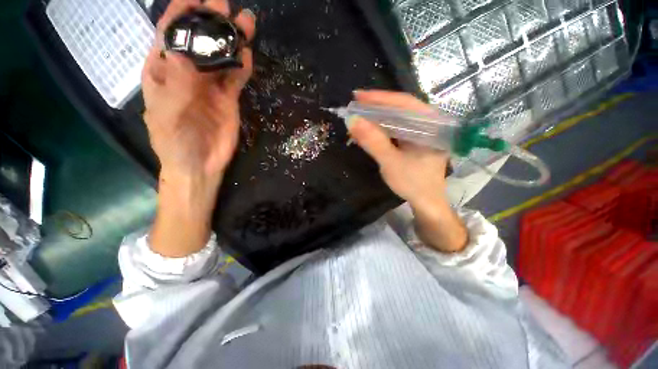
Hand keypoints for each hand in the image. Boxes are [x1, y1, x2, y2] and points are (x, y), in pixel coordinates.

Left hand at [143, 0, 255, 256]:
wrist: (199, 164)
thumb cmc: (175, 142)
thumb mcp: (169, 114)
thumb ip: (177, 84)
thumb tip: (184, 52)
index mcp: (164, 71)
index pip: (170, 34)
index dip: (181, 14)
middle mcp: (187, 72)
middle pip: (199, 41)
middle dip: (210, 21)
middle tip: (225, 5)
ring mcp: (210, 85)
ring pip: (221, 57)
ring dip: (232, 40)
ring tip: (245, 23)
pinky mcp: (229, 99)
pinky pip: (236, 78)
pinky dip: (242, 66)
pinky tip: (248, 54)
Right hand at [348, 90, 449, 207]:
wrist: (426, 202)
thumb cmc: (413, 183)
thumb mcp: (391, 162)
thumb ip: (373, 142)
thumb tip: (352, 121)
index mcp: (431, 125)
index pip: (404, 103)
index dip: (380, 98)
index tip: (358, 96)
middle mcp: (429, 124)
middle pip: (401, 108)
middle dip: (377, 106)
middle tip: (356, 104)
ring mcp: (422, 132)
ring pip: (398, 118)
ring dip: (378, 117)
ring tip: (360, 115)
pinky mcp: (415, 140)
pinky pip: (397, 128)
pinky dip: (382, 127)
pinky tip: (370, 128)